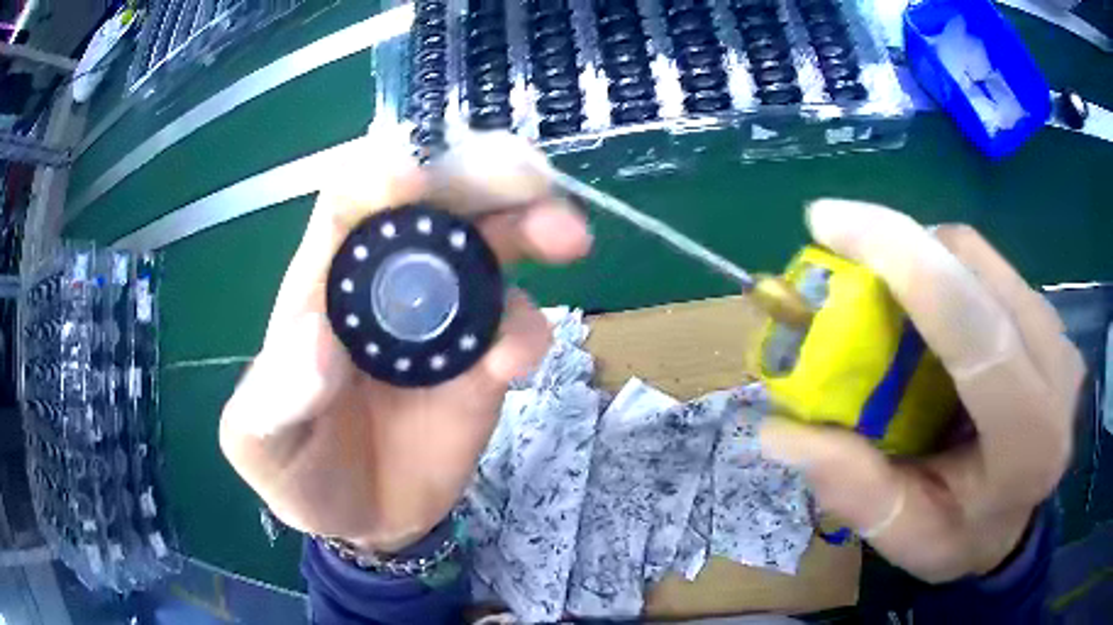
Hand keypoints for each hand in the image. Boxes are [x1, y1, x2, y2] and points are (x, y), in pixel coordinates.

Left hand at [219, 133, 591, 552]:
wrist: (360, 518)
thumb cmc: (297, 470)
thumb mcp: (260, 444)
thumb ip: (274, 400)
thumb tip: (318, 343)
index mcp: (325, 282)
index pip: (352, 200)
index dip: (383, 174)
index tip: (414, 173)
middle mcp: (389, 285)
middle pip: (437, 203)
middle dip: (480, 177)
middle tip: (526, 176)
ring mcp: (443, 323)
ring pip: (491, 250)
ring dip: (530, 230)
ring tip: (566, 237)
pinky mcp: (482, 367)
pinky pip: (514, 331)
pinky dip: (526, 331)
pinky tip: (516, 359)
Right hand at [759, 200, 1083, 582]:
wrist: (1025, 519)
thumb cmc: (971, 537)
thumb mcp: (911, 538)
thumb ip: (856, 491)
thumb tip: (779, 430)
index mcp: (1029, 436)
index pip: (974, 327)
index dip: (904, 260)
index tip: (829, 223)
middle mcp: (1054, 366)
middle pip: (971, 266)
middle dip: (898, 245)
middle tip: (838, 255)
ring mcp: (1054, 329)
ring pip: (976, 255)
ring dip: (916, 255)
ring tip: (877, 292)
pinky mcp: (1043, 312)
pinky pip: (983, 265)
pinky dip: (939, 268)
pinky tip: (919, 306)